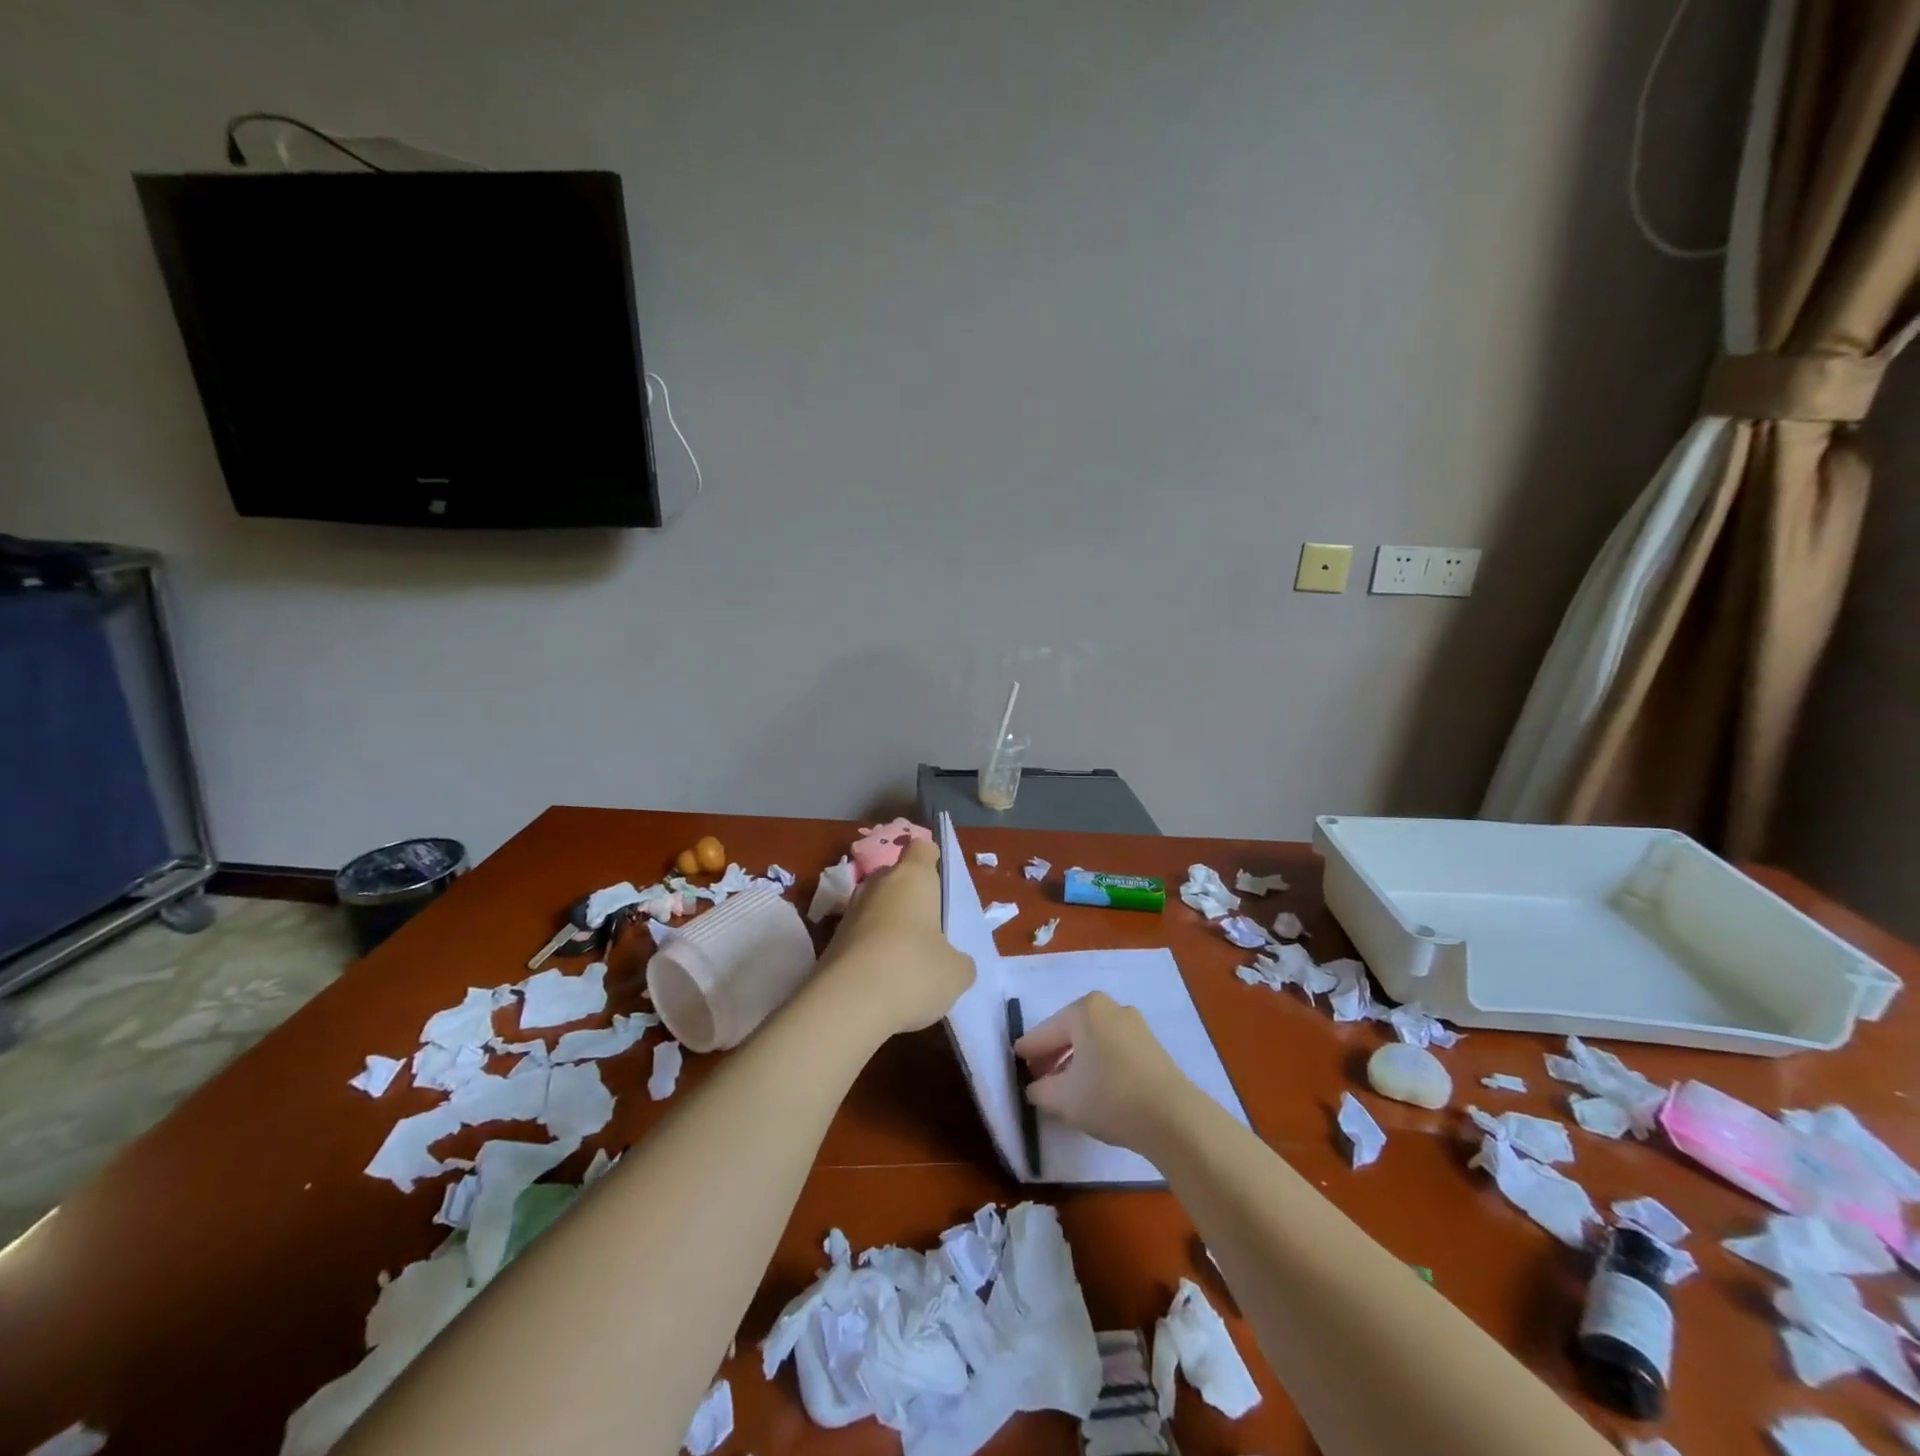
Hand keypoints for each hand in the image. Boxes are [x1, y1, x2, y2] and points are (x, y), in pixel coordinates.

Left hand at [822, 839, 974, 1036]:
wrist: (846, 1005)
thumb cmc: (913, 971)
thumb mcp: (956, 972)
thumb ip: (958, 959)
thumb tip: (951, 961)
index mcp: (912, 878)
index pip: (921, 848)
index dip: (932, 859)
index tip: (940, 879)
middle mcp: (877, 886)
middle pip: (895, 877)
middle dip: (910, 896)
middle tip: (929, 926)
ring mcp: (850, 913)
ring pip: (875, 907)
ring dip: (889, 925)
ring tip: (907, 959)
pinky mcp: (831, 942)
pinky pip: (860, 936)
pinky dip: (872, 950)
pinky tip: (884, 980)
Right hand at [1015, 992, 1192, 1151]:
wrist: (1173, 1117)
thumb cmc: (1110, 1097)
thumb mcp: (1064, 1098)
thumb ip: (1041, 1089)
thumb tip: (1035, 1087)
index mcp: (1085, 1009)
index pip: (1045, 1032)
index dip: (1028, 1050)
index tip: (1016, 1062)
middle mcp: (1110, 1008)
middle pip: (1070, 1032)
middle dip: (1053, 1055)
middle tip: (1038, 1077)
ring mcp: (1135, 1025)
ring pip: (1093, 1041)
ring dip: (1076, 1060)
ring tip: (1064, 1086)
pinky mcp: (1152, 1046)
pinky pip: (1113, 1049)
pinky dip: (1098, 1063)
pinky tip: (1093, 1087)